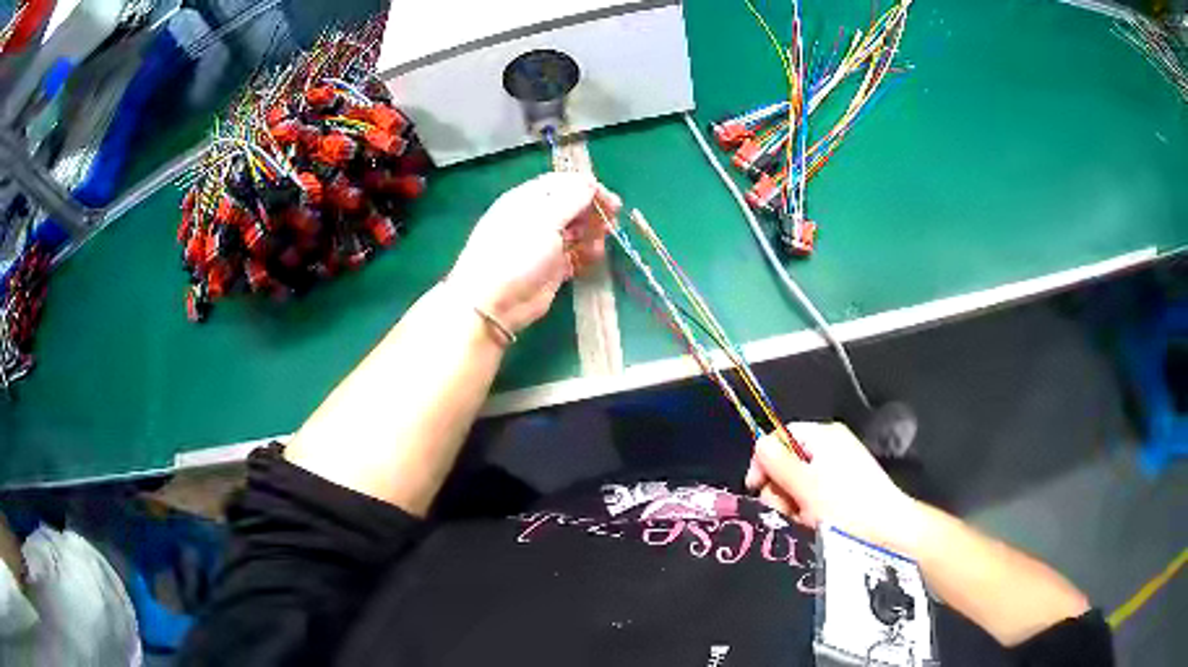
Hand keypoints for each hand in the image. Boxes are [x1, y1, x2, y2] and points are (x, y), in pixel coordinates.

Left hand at [449, 172, 621, 334]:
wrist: (494, 302)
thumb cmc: (515, 254)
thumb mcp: (544, 219)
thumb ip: (570, 198)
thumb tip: (590, 183)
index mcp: (528, 199)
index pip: (563, 183)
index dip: (588, 188)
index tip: (611, 201)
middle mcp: (536, 218)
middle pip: (572, 206)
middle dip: (593, 212)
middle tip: (611, 224)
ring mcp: (544, 244)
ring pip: (576, 231)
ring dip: (592, 235)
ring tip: (598, 246)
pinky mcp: (551, 268)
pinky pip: (575, 255)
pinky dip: (586, 255)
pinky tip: (592, 259)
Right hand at [746, 422, 922, 552]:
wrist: (887, 532)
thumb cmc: (846, 505)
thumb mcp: (806, 485)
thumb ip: (778, 463)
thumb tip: (759, 443)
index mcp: (824, 436)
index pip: (781, 436)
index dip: (763, 459)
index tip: (754, 487)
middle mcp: (830, 449)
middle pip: (786, 463)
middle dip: (780, 490)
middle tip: (787, 511)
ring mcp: (837, 472)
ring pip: (796, 486)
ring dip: (792, 506)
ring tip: (804, 522)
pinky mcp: (842, 493)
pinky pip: (812, 499)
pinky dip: (807, 513)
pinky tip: (813, 526)